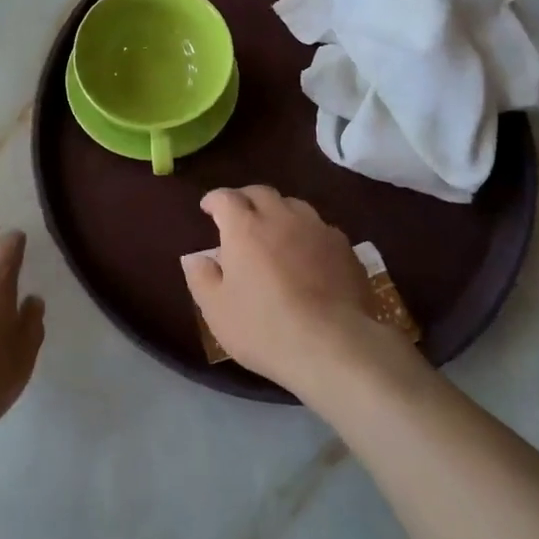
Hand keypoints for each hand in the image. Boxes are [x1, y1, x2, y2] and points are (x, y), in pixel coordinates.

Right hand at [183, 185, 408, 398]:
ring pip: (293, 205)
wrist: (332, 345)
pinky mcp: (343, 247)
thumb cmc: (264, 328)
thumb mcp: (217, 310)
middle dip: (245, 199)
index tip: (208, 209)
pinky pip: (320, 227)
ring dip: (278, 211)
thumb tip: (194, 258)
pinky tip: (308, 253)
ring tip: (275, 230)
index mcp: (244, 228)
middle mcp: (280, 217)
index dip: (214, 199)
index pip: (225, 197)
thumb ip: (202, 278)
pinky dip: (307, 233)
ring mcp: (316, 228)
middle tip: (239, 216)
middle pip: (261, 192)